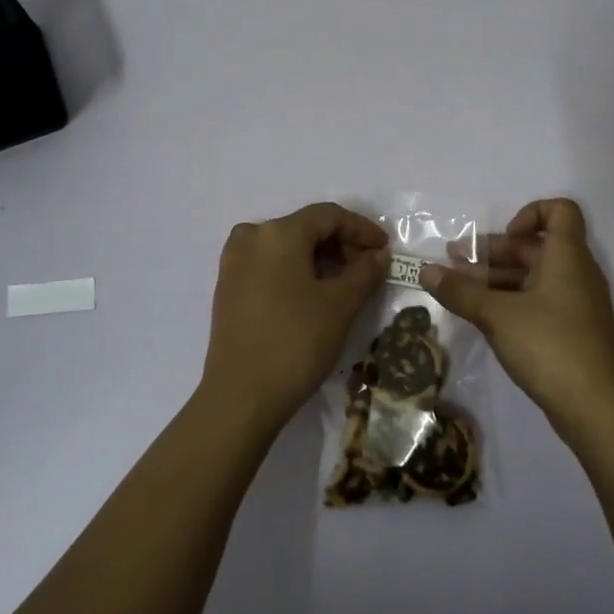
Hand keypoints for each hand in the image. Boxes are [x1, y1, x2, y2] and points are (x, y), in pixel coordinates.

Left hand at [200, 202, 389, 432]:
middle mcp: (251, 237)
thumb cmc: (296, 342)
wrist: (241, 397)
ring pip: (287, 247)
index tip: (386, 249)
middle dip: (341, 244)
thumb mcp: (340, 305)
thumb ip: (364, 272)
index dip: (361, 229)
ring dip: (320, 259)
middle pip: (305, 228)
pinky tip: (316, 294)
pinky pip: (270, 264)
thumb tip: (378, 255)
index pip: (328, 216)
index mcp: (277, 232)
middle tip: (369, 269)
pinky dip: (297, 271)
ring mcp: (234, 262)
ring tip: (347, 284)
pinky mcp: (228, 287)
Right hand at [422, 198, 613, 437]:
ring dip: (497, 278)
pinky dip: (511, 301)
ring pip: (534, 276)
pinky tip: (483, 316)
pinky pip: (540, 301)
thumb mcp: (496, 315)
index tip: (503, 237)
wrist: (596, 407)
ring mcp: (577, 304)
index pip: (559, 210)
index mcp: (567, 256)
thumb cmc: (549, 345)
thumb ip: (460, 291)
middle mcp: (576, 273)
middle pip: (536, 246)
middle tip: (454, 262)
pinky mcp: (573, 331)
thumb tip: (426, 271)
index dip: (529, 213)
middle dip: (493, 251)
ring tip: (458, 291)